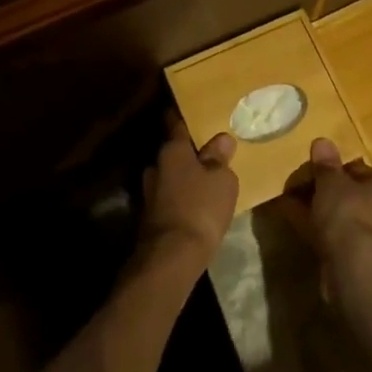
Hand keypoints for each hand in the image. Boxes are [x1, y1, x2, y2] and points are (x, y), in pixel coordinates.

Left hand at [138, 125, 238, 272]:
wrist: (171, 256)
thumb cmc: (201, 207)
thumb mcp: (222, 180)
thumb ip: (220, 158)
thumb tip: (221, 139)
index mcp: (172, 150)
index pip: (176, 124)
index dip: (186, 119)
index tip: (195, 115)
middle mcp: (155, 166)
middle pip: (173, 153)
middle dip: (187, 154)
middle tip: (208, 155)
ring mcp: (148, 192)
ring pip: (169, 177)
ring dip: (183, 178)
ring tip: (204, 183)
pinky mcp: (149, 217)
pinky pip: (168, 198)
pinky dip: (179, 199)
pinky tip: (194, 207)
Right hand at [278, 138, 371, 275]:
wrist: (356, 269)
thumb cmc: (350, 214)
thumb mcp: (332, 182)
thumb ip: (326, 164)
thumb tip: (322, 141)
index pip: (358, 171)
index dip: (333, 169)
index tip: (310, 169)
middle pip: (349, 195)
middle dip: (323, 191)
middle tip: (296, 186)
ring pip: (339, 218)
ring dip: (316, 211)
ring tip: (288, 202)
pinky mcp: (357, 260)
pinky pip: (332, 237)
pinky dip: (315, 229)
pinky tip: (293, 222)